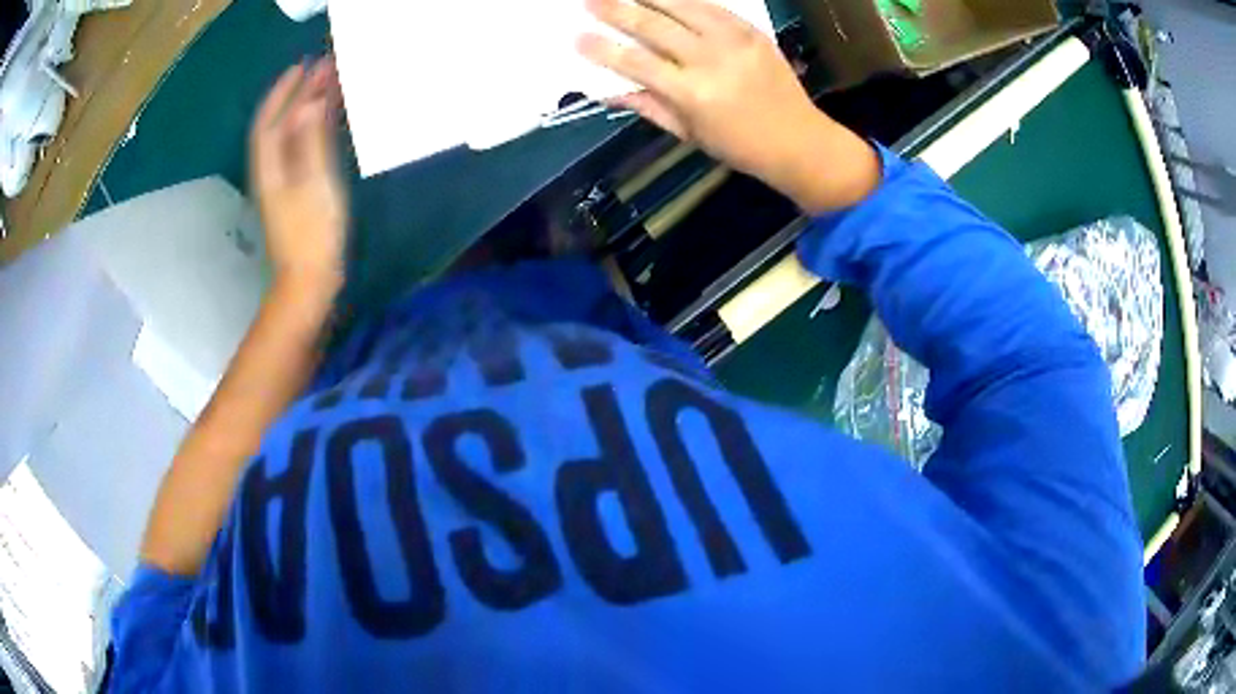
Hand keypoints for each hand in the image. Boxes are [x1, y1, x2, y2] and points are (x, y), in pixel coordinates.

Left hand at [250, 57, 347, 300]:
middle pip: (280, 126)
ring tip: (329, 87)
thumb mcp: (313, 184)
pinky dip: (314, 131)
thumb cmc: (312, 235)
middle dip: (299, 96)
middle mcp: (272, 172)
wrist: (308, 282)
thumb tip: (308, 104)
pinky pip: (303, 151)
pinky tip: (327, 122)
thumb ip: (310, 142)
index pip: (269, 122)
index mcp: (270, 169)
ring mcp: (284, 183)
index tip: (302, 66)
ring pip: (292, 137)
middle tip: (324, 69)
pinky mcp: (298, 193)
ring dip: (307, 110)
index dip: (283, 93)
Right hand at [579, 0, 879, 211]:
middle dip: (616, 10)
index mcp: (691, 93)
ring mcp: (733, 40)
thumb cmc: (738, 146)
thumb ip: (648, 105)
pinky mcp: (751, 31)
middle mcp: (709, 59)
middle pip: (652, 25)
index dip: (603, 49)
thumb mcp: (688, 133)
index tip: (578, 37)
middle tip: (591, 0)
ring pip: (681, 6)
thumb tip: (608, 88)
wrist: (799, 140)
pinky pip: (712, 5)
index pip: (635, 62)